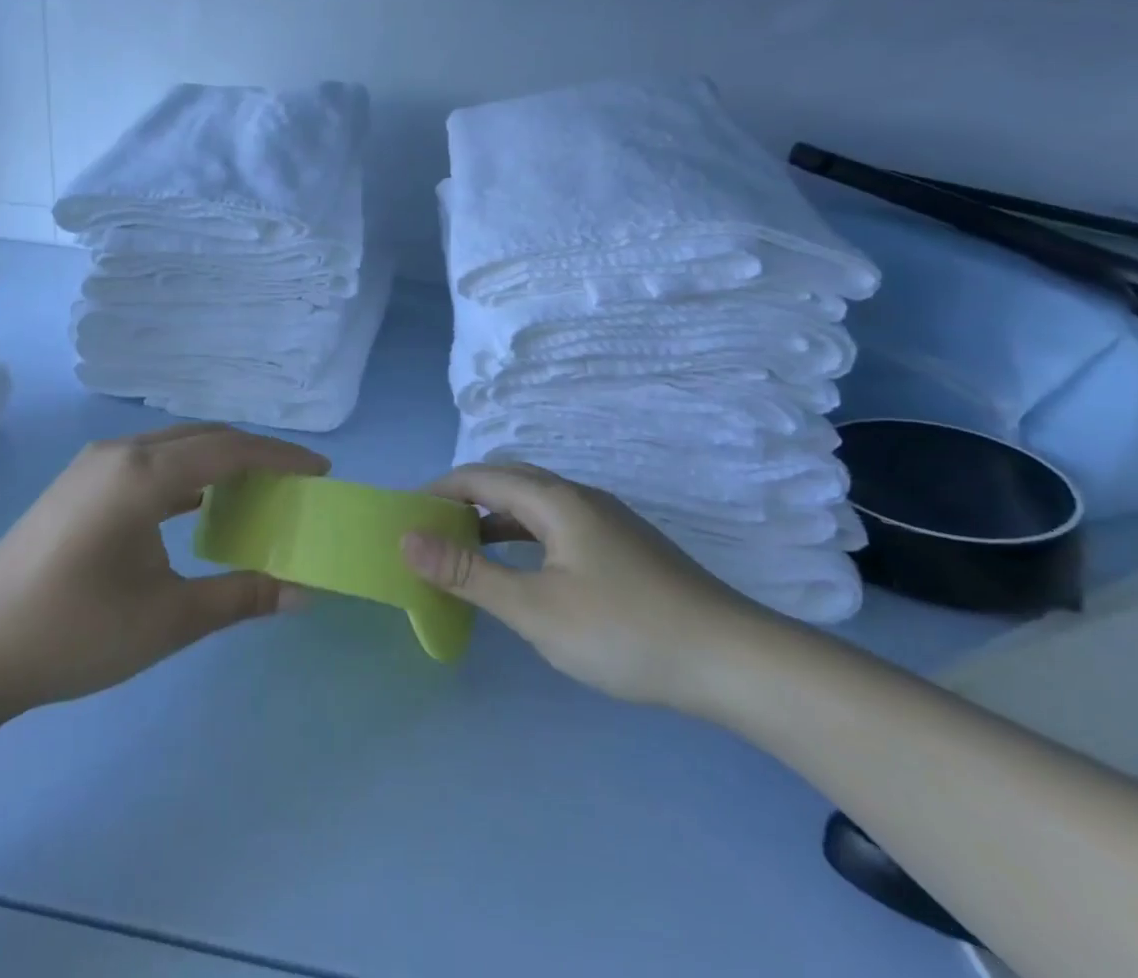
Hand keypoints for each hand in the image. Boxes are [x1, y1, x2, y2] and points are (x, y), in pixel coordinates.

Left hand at [0, 424, 326, 738]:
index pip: (230, 449)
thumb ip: (241, 597)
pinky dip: (185, 476)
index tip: (322, 470)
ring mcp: (92, 465)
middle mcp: (119, 453)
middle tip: (295, 482)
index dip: (281, 457)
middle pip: (204, 438)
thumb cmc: (73, 635)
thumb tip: (304, 592)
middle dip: (254, 454)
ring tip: (255, 491)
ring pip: (174, 447)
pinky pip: (148, 463)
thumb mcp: (167, 621)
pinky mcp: (77, 484)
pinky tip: (197, 508)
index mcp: (142, 474)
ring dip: (218, 462)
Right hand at [401, 463, 772, 713]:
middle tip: (431, 535)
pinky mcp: (623, 546)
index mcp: (555, 499)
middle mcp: (579, 497)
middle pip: (508, 481)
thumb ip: (469, 573)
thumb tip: (407, 539)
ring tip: (466, 552)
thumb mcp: (535, 609)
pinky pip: (557, 525)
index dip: (439, 491)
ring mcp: (606, 520)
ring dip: (495, 520)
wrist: (732, 660)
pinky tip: (525, 572)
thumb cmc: (624, 631)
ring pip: (535, 505)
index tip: (406, 517)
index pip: (481, 476)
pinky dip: (525, 537)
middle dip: (464, 500)